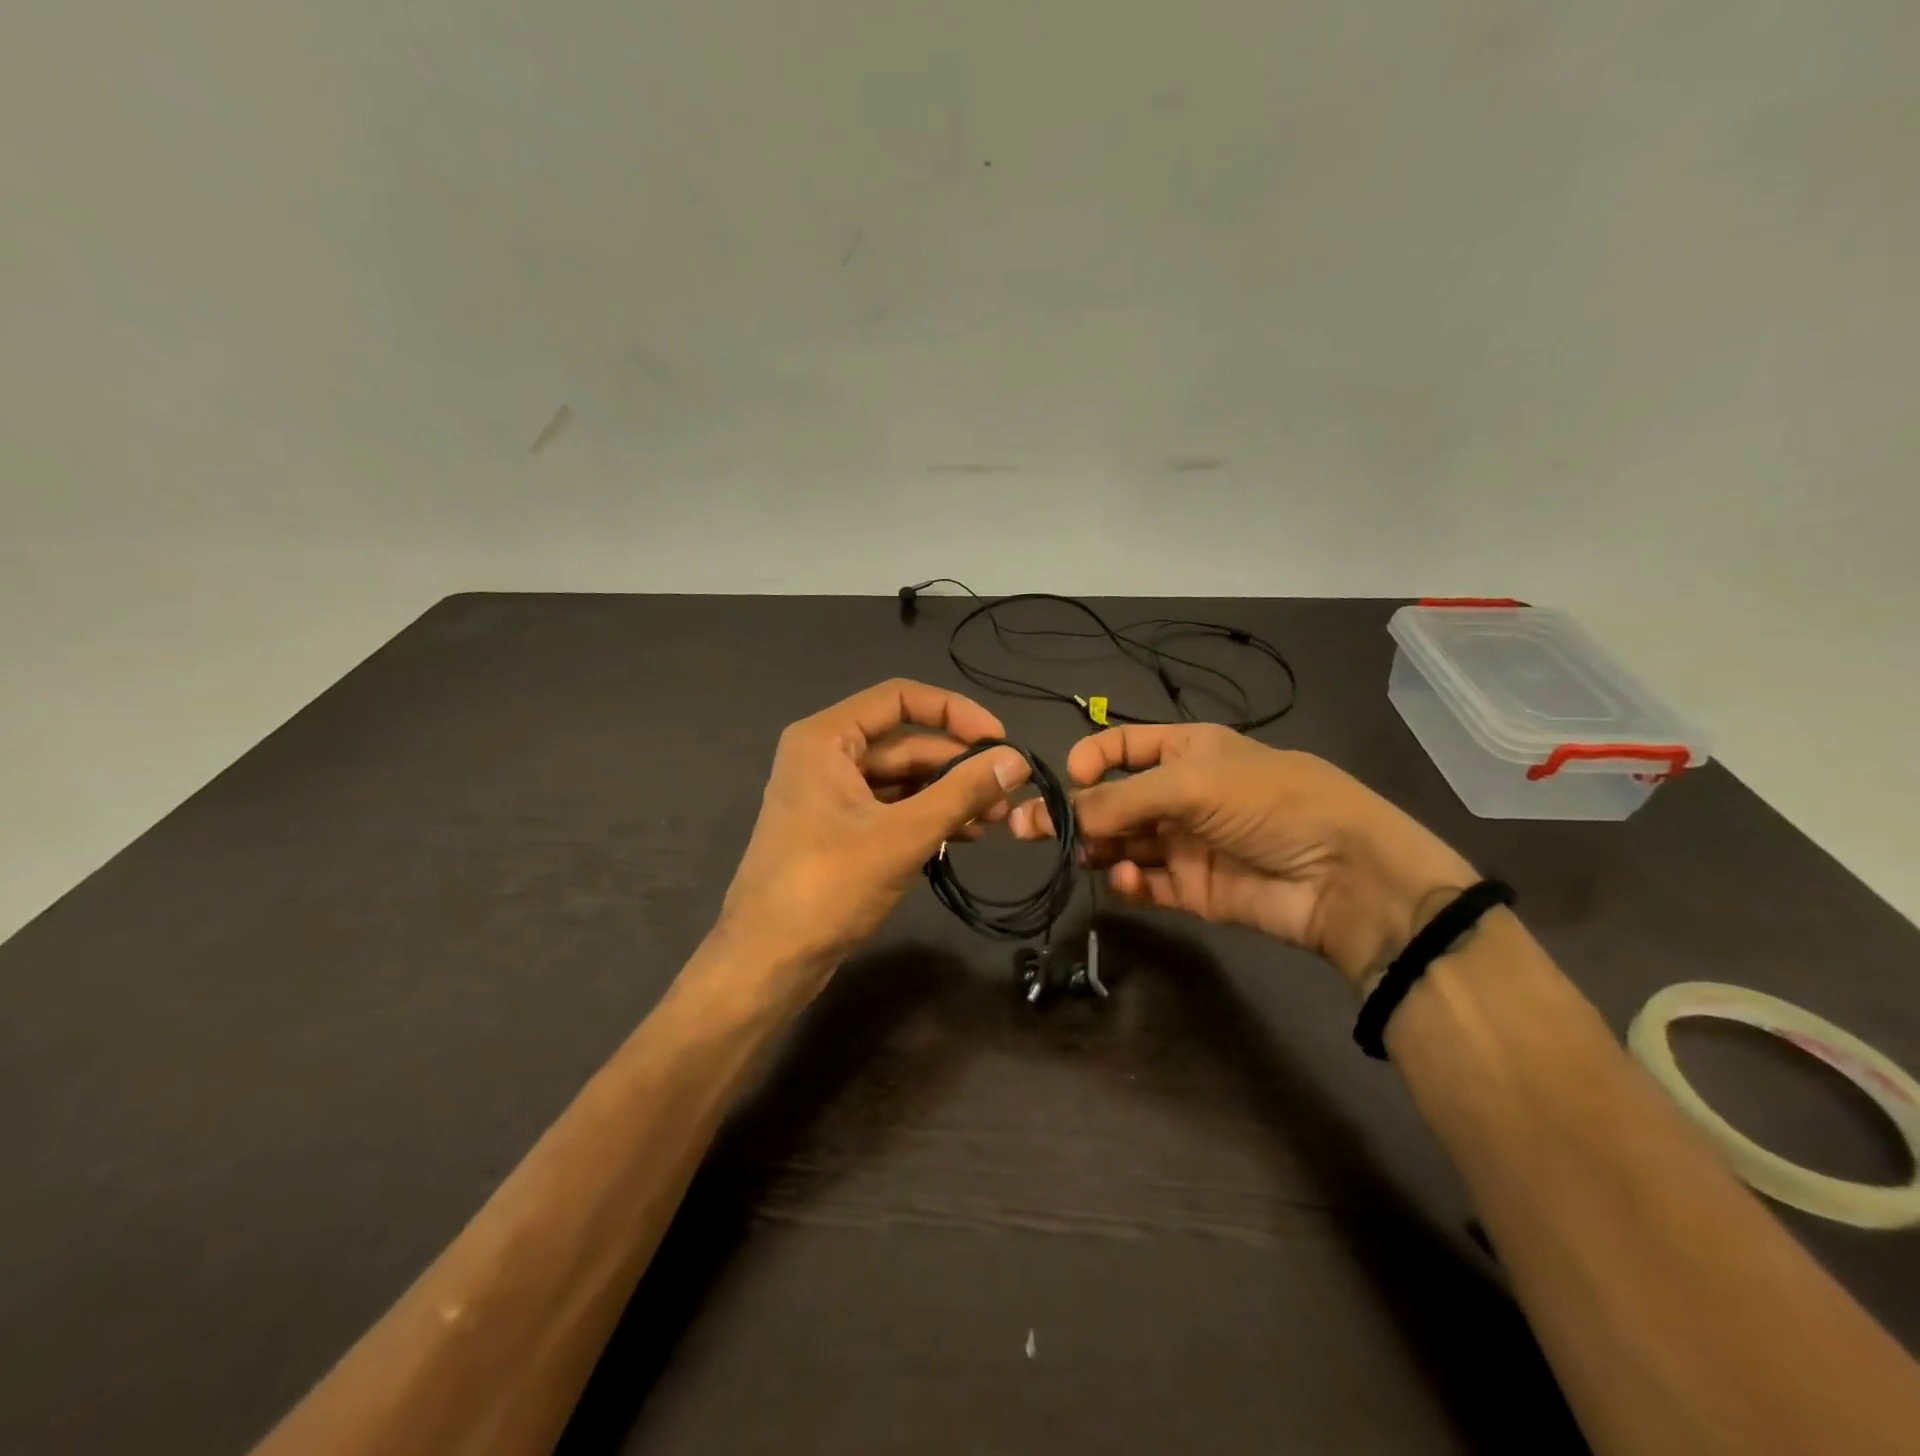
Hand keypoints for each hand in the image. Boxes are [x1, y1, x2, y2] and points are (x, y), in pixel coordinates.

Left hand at [712, 680, 1029, 1005]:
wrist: (767, 961)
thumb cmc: (827, 887)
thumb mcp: (902, 836)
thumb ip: (962, 792)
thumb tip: (1017, 759)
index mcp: (826, 738)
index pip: (899, 697)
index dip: (954, 712)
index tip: (999, 740)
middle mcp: (826, 756)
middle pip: (905, 742)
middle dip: (958, 765)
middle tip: (1008, 792)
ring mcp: (831, 795)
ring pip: (902, 779)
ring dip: (948, 795)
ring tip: (997, 820)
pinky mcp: (839, 830)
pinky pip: (891, 808)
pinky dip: (927, 817)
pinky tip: (965, 836)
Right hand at [1009, 724, 1474, 984]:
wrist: (1342, 875)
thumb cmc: (1266, 802)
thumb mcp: (1191, 782)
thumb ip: (1121, 799)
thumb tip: (1062, 814)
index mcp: (1187, 751)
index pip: (1123, 746)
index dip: (1091, 758)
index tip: (1066, 779)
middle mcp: (1182, 794)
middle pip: (1114, 800)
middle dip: (1074, 811)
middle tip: (1026, 828)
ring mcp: (1186, 843)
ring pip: (1123, 843)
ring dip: (1096, 847)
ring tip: (1074, 856)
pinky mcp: (1193, 890)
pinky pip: (1146, 883)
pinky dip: (1128, 883)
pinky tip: (1124, 882)